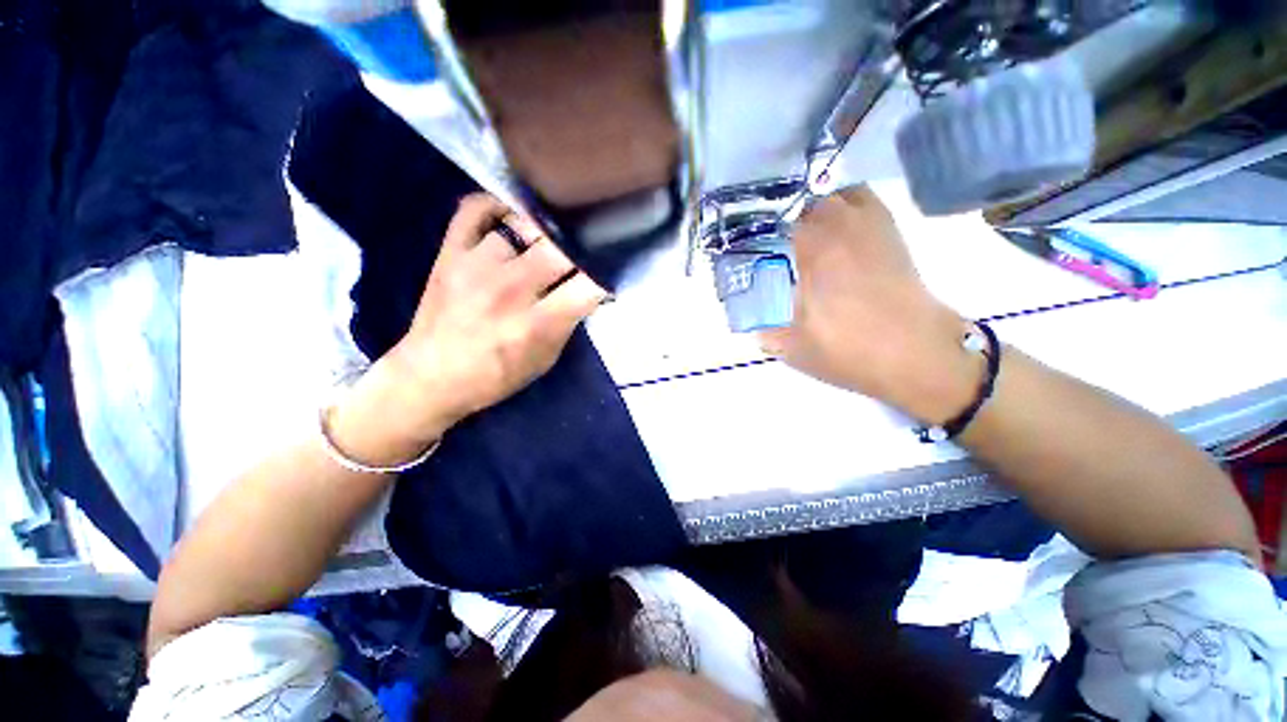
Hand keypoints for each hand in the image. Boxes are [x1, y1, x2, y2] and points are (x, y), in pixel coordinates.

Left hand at [331, 194, 606, 466]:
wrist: (430, 377)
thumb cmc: (496, 375)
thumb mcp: (545, 359)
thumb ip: (568, 323)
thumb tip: (588, 290)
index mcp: (536, 324)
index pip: (588, 285)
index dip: (606, 274)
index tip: (610, 271)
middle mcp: (509, 290)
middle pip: (560, 248)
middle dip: (580, 248)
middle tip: (583, 251)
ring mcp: (476, 265)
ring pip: (523, 223)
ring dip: (543, 231)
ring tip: (549, 238)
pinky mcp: (449, 252)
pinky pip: (474, 209)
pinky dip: (497, 204)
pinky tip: (512, 215)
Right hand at [760, 186, 980, 422]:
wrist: (917, 354)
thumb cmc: (851, 351)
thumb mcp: (794, 350)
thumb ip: (768, 335)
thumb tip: (756, 329)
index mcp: (814, 254)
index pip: (779, 224)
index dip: (763, 235)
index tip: (754, 252)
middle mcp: (841, 231)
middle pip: (808, 205)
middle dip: (790, 225)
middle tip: (781, 251)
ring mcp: (871, 229)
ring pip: (838, 197)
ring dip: (819, 213)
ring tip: (810, 238)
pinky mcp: (892, 235)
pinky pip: (867, 203)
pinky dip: (849, 207)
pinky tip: (841, 233)